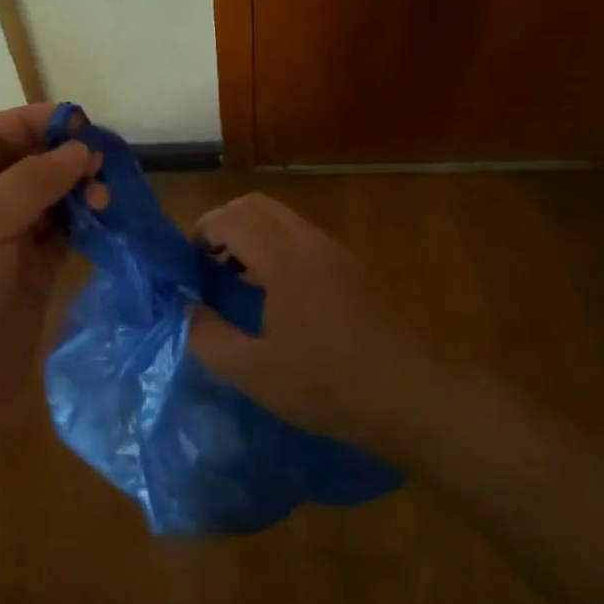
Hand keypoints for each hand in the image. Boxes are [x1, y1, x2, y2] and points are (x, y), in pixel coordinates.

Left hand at [0, 104, 99, 475]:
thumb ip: (31, 181)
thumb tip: (78, 147)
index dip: (35, 122)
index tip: (82, 121)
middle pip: (26, 164)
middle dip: (64, 157)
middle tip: (104, 164)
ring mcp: (5, 243)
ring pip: (50, 199)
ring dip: (79, 191)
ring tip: (106, 196)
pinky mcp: (32, 276)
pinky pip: (63, 236)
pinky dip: (85, 224)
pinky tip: (107, 219)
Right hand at [188, 193, 433, 456]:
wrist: (416, 398)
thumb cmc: (330, 385)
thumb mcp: (255, 373)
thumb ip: (209, 338)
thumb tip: (188, 309)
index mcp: (284, 258)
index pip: (230, 217)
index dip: (200, 233)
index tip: (187, 267)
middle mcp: (310, 242)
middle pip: (255, 206)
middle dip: (223, 226)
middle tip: (207, 266)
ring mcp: (336, 253)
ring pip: (281, 219)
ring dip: (251, 236)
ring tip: (236, 281)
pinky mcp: (354, 270)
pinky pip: (302, 238)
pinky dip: (275, 248)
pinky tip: (274, 295)